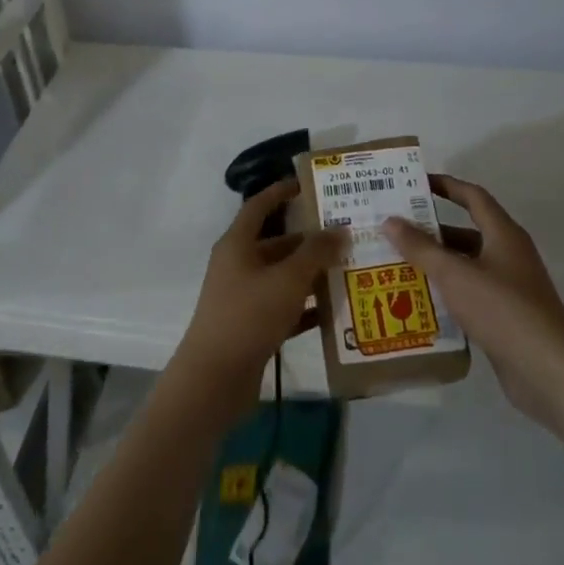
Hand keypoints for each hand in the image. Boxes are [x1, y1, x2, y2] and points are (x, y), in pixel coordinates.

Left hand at [168, 179, 347, 418]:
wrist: (214, 380)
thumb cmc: (248, 316)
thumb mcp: (287, 279)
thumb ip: (316, 253)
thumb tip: (340, 229)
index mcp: (238, 244)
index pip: (259, 206)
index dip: (281, 192)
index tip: (308, 184)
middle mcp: (238, 265)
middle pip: (277, 243)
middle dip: (310, 239)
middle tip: (346, 234)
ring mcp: (244, 297)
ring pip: (283, 276)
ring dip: (312, 274)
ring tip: (349, 268)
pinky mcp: (252, 326)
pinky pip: (285, 307)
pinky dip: (307, 306)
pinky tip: (336, 310)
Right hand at [385, 174, 563, 438]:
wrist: (549, 371)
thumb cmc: (502, 309)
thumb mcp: (455, 274)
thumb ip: (420, 248)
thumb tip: (390, 220)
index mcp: (503, 234)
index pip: (473, 197)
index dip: (446, 185)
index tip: (416, 182)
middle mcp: (509, 255)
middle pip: (467, 231)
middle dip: (432, 229)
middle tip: (395, 228)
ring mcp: (510, 288)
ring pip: (467, 265)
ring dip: (437, 263)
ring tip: (398, 264)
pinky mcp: (506, 317)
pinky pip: (471, 294)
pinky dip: (448, 292)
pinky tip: (419, 301)